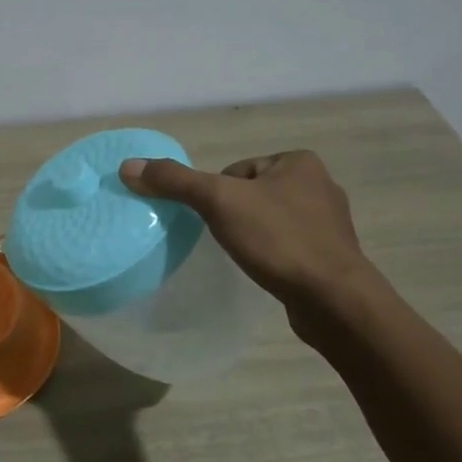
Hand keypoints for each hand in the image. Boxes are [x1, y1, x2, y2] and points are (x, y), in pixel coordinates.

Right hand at [118, 150, 379, 341]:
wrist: (333, 299)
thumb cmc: (278, 239)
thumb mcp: (218, 202)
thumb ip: (175, 181)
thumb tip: (129, 166)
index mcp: (299, 162)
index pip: (236, 171)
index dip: (217, 195)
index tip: (215, 221)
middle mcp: (320, 185)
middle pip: (251, 195)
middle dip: (234, 216)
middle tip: (226, 241)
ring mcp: (329, 223)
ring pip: (270, 221)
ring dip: (254, 237)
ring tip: (245, 257)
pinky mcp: (331, 256)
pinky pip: (288, 246)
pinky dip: (272, 256)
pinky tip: (265, 271)